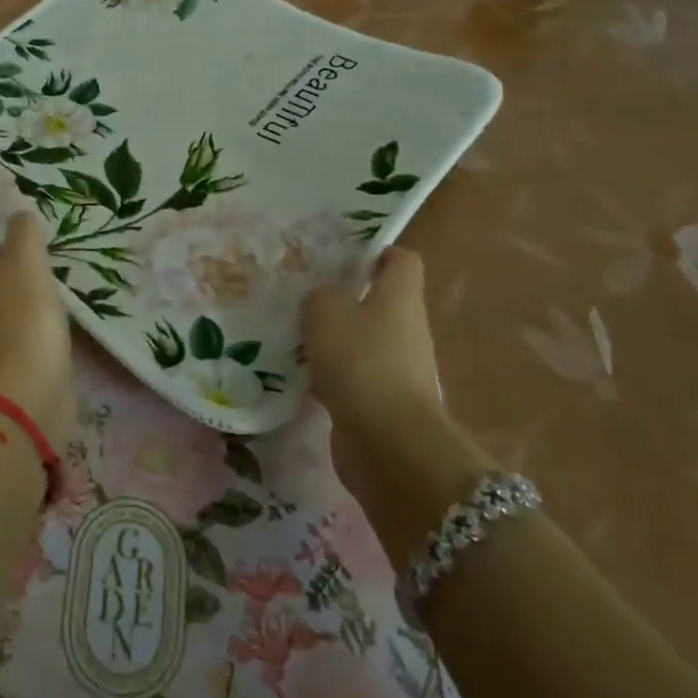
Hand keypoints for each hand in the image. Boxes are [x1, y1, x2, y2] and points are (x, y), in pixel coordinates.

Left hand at [0, 213, 74, 443]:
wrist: (25, 391)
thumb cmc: (19, 313)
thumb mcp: (26, 257)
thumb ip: (23, 229)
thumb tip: (19, 219)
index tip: (7, 237)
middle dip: (2, 260)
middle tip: (34, 257)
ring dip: (17, 288)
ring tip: (47, 284)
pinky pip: (5, 325)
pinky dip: (25, 318)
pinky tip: (50, 316)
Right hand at [304, 247, 440, 433]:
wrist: (389, 446)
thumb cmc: (361, 363)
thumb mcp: (326, 312)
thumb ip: (320, 296)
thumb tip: (324, 299)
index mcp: (400, 297)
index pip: (401, 260)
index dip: (375, 251)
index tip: (340, 253)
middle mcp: (405, 329)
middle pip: (378, 300)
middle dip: (343, 296)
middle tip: (302, 292)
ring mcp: (397, 368)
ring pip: (361, 339)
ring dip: (332, 337)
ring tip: (291, 330)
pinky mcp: (381, 402)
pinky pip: (352, 375)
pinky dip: (329, 373)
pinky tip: (297, 371)